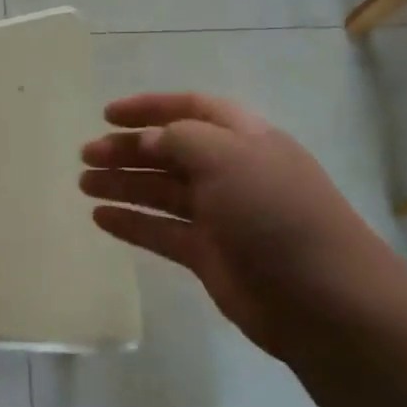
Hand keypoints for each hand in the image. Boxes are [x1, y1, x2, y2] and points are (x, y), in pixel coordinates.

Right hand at [80, 93, 401, 357]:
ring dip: (123, 184)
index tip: (106, 114)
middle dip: (127, 149)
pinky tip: (100, 218)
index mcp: (244, 139)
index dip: (149, 107)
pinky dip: (131, 223)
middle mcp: (230, 172)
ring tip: (84, 184)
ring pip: (161, 191)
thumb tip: (147, 141)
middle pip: (169, 151)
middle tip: (85, 155)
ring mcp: (219, 215)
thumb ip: (180, 140)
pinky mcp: (208, 254)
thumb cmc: (275, 213)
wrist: (322, 299)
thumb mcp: (228, 158)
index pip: (191, 109)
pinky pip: (160, 231)